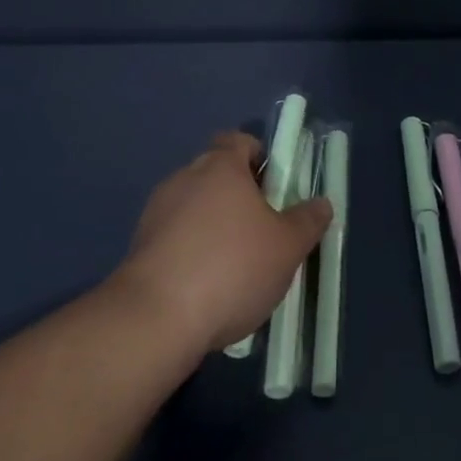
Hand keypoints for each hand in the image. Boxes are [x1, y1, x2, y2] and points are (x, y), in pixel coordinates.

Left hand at [113, 130, 331, 361]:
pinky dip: (191, 252)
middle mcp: (185, 178)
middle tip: (263, 230)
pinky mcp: (139, 247)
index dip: (258, 157)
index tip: (275, 187)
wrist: (155, 319)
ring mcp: (156, 212)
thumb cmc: (231, 267)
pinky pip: (175, 238)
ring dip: (213, 226)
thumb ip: (307, 221)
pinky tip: (206, 287)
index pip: (238, 141)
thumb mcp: (287, 247)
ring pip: (194, 207)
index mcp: (221, 166)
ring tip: (234, 266)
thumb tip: (321, 203)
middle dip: (239, 196)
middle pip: (216, 174)